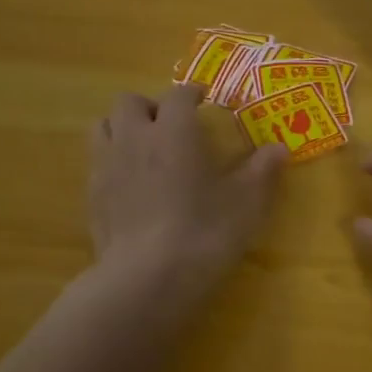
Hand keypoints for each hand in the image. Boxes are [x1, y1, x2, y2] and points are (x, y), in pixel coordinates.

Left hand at [88, 85, 285, 296]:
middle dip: (150, 106)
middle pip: (130, 102)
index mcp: (174, 130)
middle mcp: (135, 137)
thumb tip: (279, 149)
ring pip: (104, 126)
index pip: (178, 95)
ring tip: (144, 148)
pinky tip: (130, 185)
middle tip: (170, 125)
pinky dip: (113, 162)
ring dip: (123, 128)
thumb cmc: (203, 232)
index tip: (203, 99)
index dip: (192, 93)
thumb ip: (262, 171)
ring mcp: (106, 166)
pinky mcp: (91, 196)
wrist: (146, 278)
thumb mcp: (246, 203)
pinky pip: (97, 162)